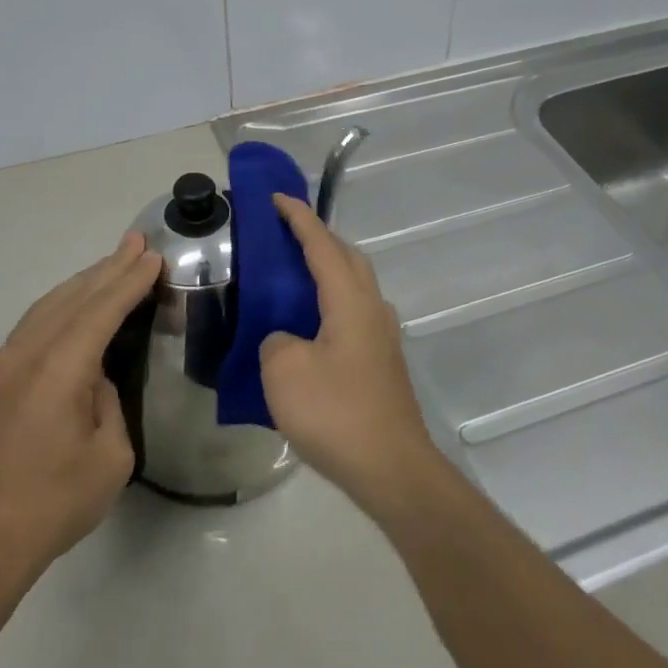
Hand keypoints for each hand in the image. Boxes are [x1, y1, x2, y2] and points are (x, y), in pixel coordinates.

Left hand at [0, 233, 159, 589]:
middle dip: (108, 268)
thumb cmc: (53, 504)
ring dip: (82, 282)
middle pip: (73, 297)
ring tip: (111, 264)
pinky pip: (32, 325)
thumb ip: (108, 401)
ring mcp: (2, 365)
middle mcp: (26, 354)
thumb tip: (93, 378)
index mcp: (59, 369)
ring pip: (47, 306)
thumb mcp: (110, 456)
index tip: (153, 256)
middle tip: (136, 243)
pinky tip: (73, 305)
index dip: (130, 281)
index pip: (102, 309)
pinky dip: (60, 305)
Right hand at [261, 195, 442, 514]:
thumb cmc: (336, 413)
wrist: (391, 469)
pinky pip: (353, 313)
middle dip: (319, 239)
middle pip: (348, 258)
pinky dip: (330, 303)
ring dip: (327, 271)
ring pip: (354, 286)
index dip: (298, 218)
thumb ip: (276, 341)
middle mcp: (372, 309)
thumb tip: (285, 340)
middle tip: (285, 234)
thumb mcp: (283, 372)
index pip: (322, 245)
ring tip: (293, 277)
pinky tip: (309, 327)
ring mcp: (382, 337)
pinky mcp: (381, 363)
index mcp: (350, 300)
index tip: (277, 198)